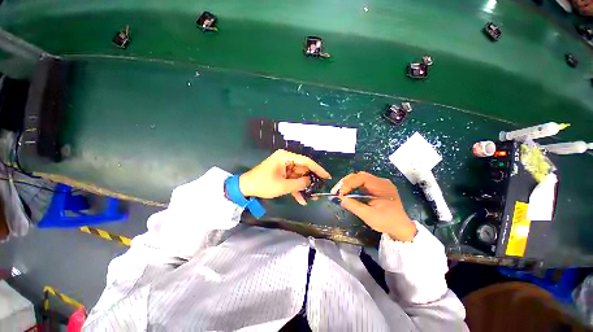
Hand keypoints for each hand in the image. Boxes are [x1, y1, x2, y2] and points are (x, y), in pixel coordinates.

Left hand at [239, 150, 330, 204]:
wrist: (246, 187)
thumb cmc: (263, 184)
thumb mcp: (283, 186)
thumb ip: (299, 183)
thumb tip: (310, 181)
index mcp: (285, 157)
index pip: (306, 161)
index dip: (317, 169)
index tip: (326, 176)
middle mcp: (286, 160)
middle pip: (302, 169)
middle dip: (309, 181)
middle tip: (319, 189)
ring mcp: (284, 167)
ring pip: (298, 176)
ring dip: (303, 187)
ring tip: (311, 197)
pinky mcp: (281, 174)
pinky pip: (292, 180)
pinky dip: (295, 188)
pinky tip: (300, 199)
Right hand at [336, 171, 416, 241]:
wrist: (401, 229)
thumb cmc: (386, 222)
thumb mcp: (368, 215)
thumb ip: (352, 205)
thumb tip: (337, 199)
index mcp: (381, 186)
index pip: (361, 178)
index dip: (348, 183)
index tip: (340, 194)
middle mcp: (381, 181)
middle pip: (360, 176)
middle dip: (346, 182)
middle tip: (337, 191)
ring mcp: (380, 184)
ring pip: (360, 179)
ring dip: (349, 184)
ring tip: (341, 192)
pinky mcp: (377, 188)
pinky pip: (363, 184)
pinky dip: (354, 187)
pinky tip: (349, 192)